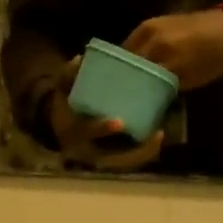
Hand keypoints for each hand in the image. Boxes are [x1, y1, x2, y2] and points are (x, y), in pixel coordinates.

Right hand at [47, 60, 164, 170]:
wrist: (62, 126)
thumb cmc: (66, 105)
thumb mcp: (63, 89)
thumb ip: (68, 75)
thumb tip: (80, 59)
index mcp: (72, 133)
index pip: (86, 133)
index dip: (102, 128)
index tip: (120, 122)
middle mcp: (87, 152)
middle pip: (112, 158)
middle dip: (135, 150)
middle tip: (156, 134)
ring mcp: (101, 158)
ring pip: (125, 162)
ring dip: (144, 152)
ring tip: (160, 133)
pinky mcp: (112, 159)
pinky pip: (130, 160)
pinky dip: (145, 151)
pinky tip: (158, 135)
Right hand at [124, 9, 222, 90]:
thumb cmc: (214, 58)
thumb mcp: (190, 79)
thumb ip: (164, 86)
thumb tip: (146, 94)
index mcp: (161, 52)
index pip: (135, 75)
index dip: (131, 88)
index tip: (128, 100)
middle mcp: (151, 37)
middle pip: (128, 61)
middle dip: (127, 76)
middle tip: (126, 91)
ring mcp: (149, 26)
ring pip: (128, 51)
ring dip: (128, 64)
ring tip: (129, 78)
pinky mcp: (151, 22)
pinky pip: (134, 41)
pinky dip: (133, 53)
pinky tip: (136, 63)